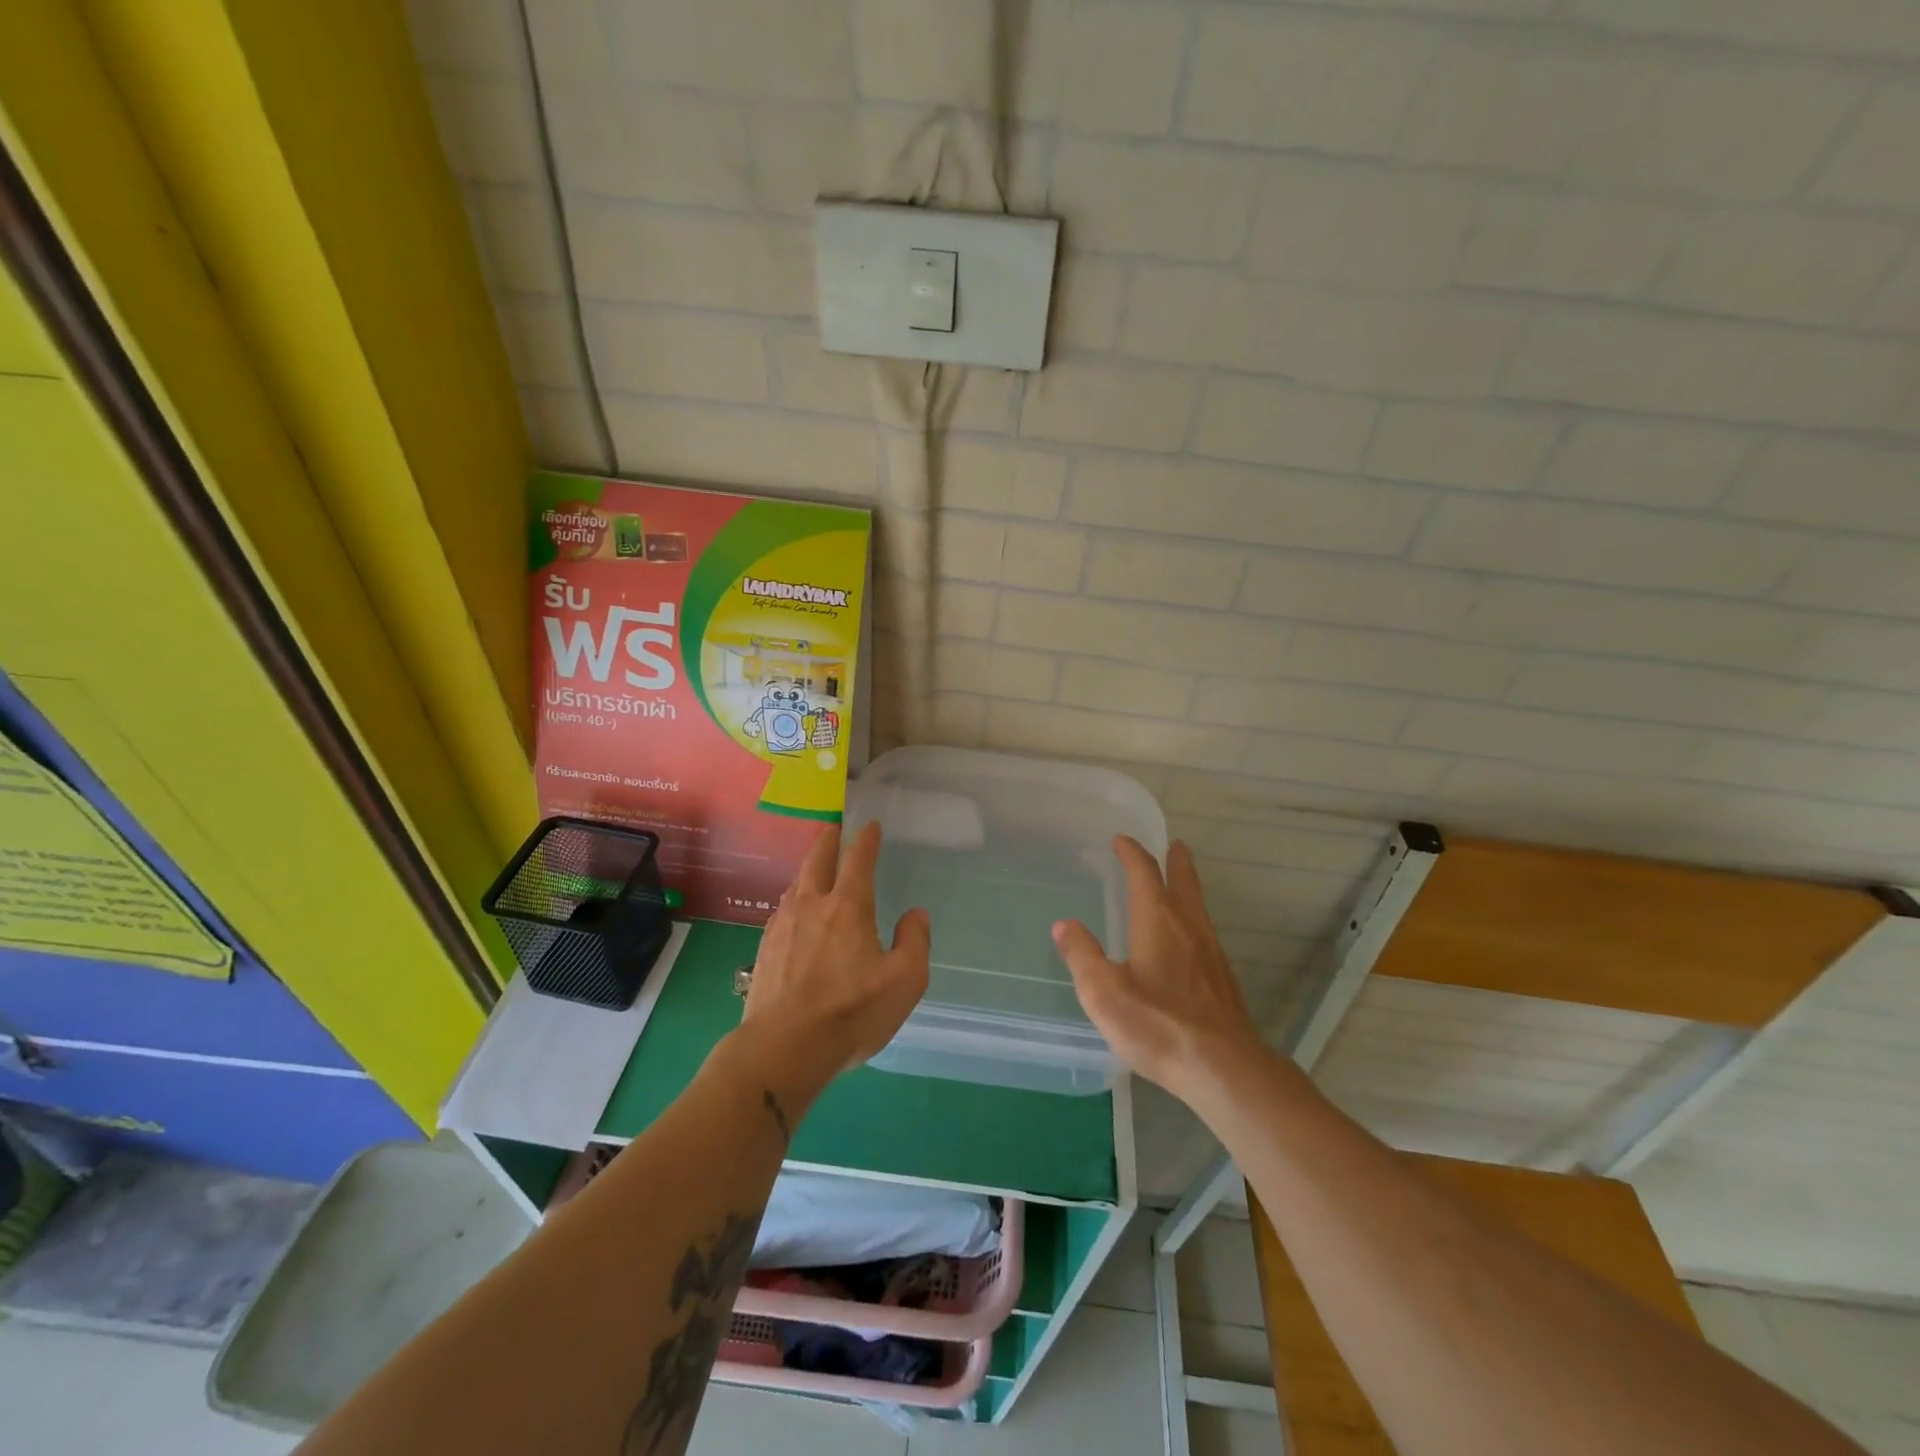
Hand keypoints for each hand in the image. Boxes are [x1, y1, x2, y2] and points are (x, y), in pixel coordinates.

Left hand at [741, 823, 930, 1091]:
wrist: (783, 1048)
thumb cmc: (851, 1012)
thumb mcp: (904, 981)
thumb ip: (914, 942)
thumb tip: (915, 914)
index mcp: (849, 906)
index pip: (859, 859)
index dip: (866, 839)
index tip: (870, 825)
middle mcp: (813, 905)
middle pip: (818, 860)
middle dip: (829, 840)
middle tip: (834, 828)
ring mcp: (783, 925)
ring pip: (796, 883)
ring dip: (808, 868)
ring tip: (815, 868)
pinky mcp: (765, 949)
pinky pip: (783, 910)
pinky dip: (794, 898)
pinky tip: (794, 912)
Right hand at [1053, 837, 1260, 1099]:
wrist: (1225, 1068)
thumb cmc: (1158, 1026)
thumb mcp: (1104, 993)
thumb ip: (1082, 956)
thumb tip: (1064, 924)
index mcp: (1158, 921)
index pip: (1144, 874)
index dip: (1132, 854)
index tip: (1121, 840)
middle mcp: (1189, 927)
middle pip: (1183, 882)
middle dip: (1175, 861)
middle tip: (1174, 844)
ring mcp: (1211, 953)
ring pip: (1198, 907)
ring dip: (1188, 887)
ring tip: (1180, 883)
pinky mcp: (1222, 979)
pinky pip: (1205, 932)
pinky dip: (1193, 918)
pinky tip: (1189, 939)